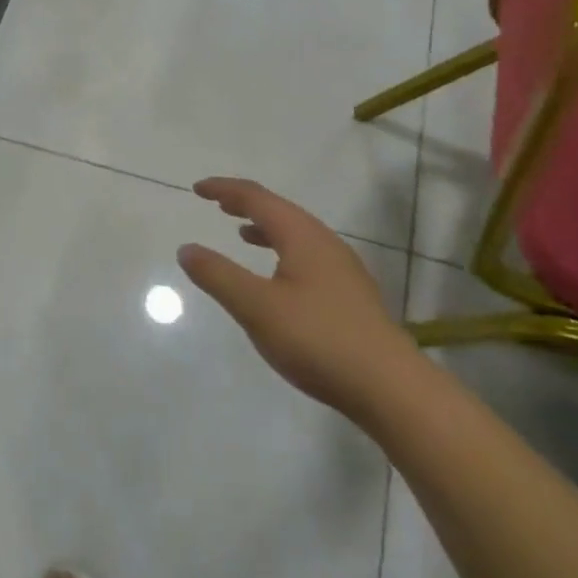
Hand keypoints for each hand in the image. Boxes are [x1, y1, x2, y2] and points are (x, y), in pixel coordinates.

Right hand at [178, 177, 420, 416]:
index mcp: (302, 236)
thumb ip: (218, 275)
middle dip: (246, 203)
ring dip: (265, 227)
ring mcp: (343, 269)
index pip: (257, 198)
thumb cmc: (318, 339)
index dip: (225, 189)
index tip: (197, 188)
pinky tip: (277, 277)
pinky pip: (307, 255)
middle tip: (217, 203)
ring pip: (297, 234)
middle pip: (280, 210)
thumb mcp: (256, 307)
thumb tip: (187, 249)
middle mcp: (325, 243)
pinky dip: (281, 251)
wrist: (390, 388)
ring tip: (242, 232)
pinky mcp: (350, 295)